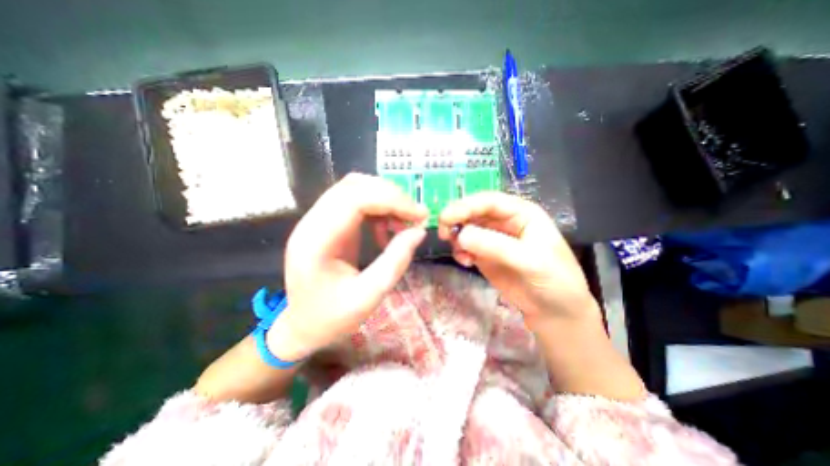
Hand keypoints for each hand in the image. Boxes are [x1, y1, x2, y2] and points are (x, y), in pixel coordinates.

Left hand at [269, 174, 427, 361]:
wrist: (302, 326)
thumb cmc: (331, 318)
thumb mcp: (368, 297)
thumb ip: (395, 261)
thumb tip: (419, 231)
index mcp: (316, 240)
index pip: (354, 199)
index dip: (391, 200)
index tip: (420, 214)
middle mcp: (312, 222)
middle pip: (354, 187)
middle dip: (391, 196)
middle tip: (415, 217)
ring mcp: (318, 220)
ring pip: (355, 189)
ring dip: (385, 200)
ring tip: (402, 224)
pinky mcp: (327, 223)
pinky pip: (355, 201)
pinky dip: (378, 209)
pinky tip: (386, 230)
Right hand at [440, 194, 596, 326]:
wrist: (555, 311)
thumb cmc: (554, 281)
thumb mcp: (530, 261)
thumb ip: (496, 246)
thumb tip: (460, 235)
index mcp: (521, 213)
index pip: (489, 201)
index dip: (466, 205)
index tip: (446, 217)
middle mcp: (504, 221)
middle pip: (474, 212)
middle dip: (456, 219)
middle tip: (442, 233)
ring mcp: (493, 238)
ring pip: (466, 228)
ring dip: (456, 237)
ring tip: (459, 253)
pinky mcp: (484, 254)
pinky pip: (465, 246)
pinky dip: (459, 251)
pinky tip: (465, 262)